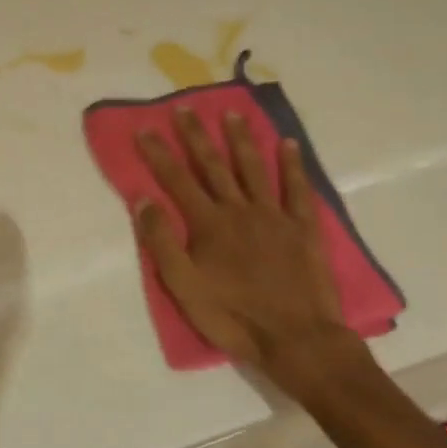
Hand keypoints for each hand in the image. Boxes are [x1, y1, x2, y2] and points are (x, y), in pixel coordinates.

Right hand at [134, 110, 373, 382]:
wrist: (297, 339)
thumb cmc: (234, 317)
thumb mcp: (184, 287)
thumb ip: (162, 242)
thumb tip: (143, 200)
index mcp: (208, 224)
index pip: (177, 180)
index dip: (159, 153)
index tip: (145, 128)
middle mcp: (239, 210)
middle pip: (213, 166)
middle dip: (196, 136)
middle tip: (185, 108)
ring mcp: (274, 216)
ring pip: (253, 168)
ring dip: (241, 140)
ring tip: (232, 114)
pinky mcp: (304, 228)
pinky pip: (297, 189)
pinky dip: (292, 165)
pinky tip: (288, 144)